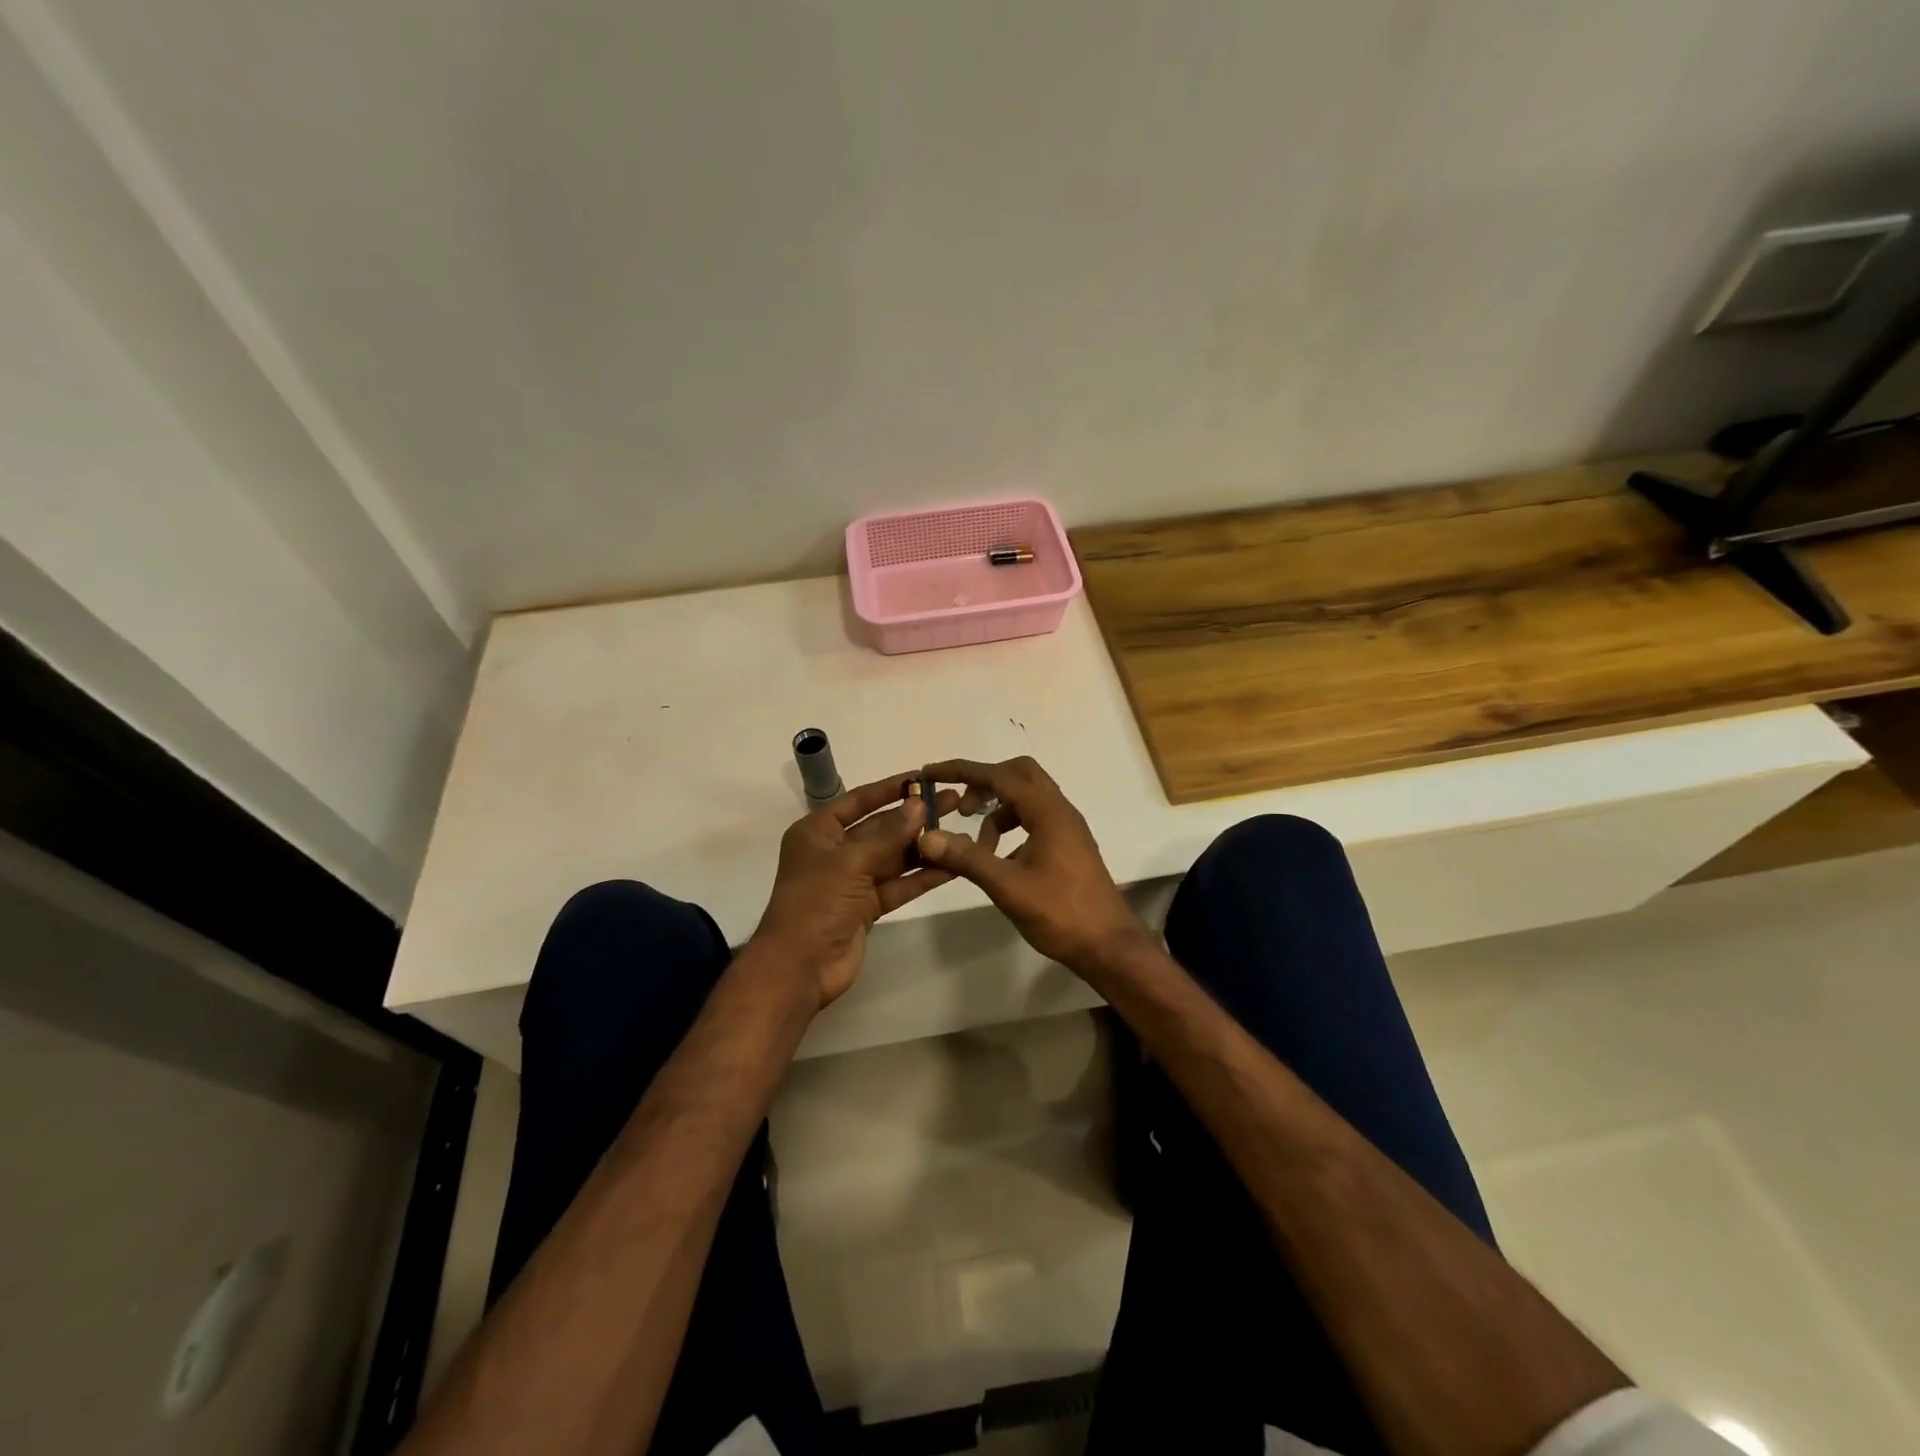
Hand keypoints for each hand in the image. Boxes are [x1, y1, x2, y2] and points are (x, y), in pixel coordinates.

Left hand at [750, 773, 960, 1008]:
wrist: (800, 967)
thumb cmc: (816, 902)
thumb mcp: (851, 862)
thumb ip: (889, 835)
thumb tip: (918, 805)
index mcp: (818, 832)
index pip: (859, 800)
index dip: (890, 788)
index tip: (924, 777)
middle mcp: (835, 851)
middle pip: (881, 828)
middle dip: (915, 817)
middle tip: (954, 802)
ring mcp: (852, 880)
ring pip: (894, 857)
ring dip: (924, 846)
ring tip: (961, 832)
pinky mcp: (868, 907)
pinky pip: (899, 884)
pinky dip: (923, 876)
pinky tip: (953, 865)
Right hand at [916, 756, 1149, 977]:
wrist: (1108, 945)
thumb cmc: (1060, 914)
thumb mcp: (1007, 886)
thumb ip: (967, 858)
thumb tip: (926, 836)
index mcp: (1048, 812)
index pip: (1000, 775)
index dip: (963, 771)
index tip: (932, 773)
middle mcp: (1060, 811)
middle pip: (1019, 774)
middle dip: (984, 783)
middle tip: (960, 809)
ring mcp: (1067, 827)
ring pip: (1027, 798)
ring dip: (997, 810)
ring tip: (977, 847)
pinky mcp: (1068, 844)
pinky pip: (1034, 818)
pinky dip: (1011, 826)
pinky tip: (999, 858)